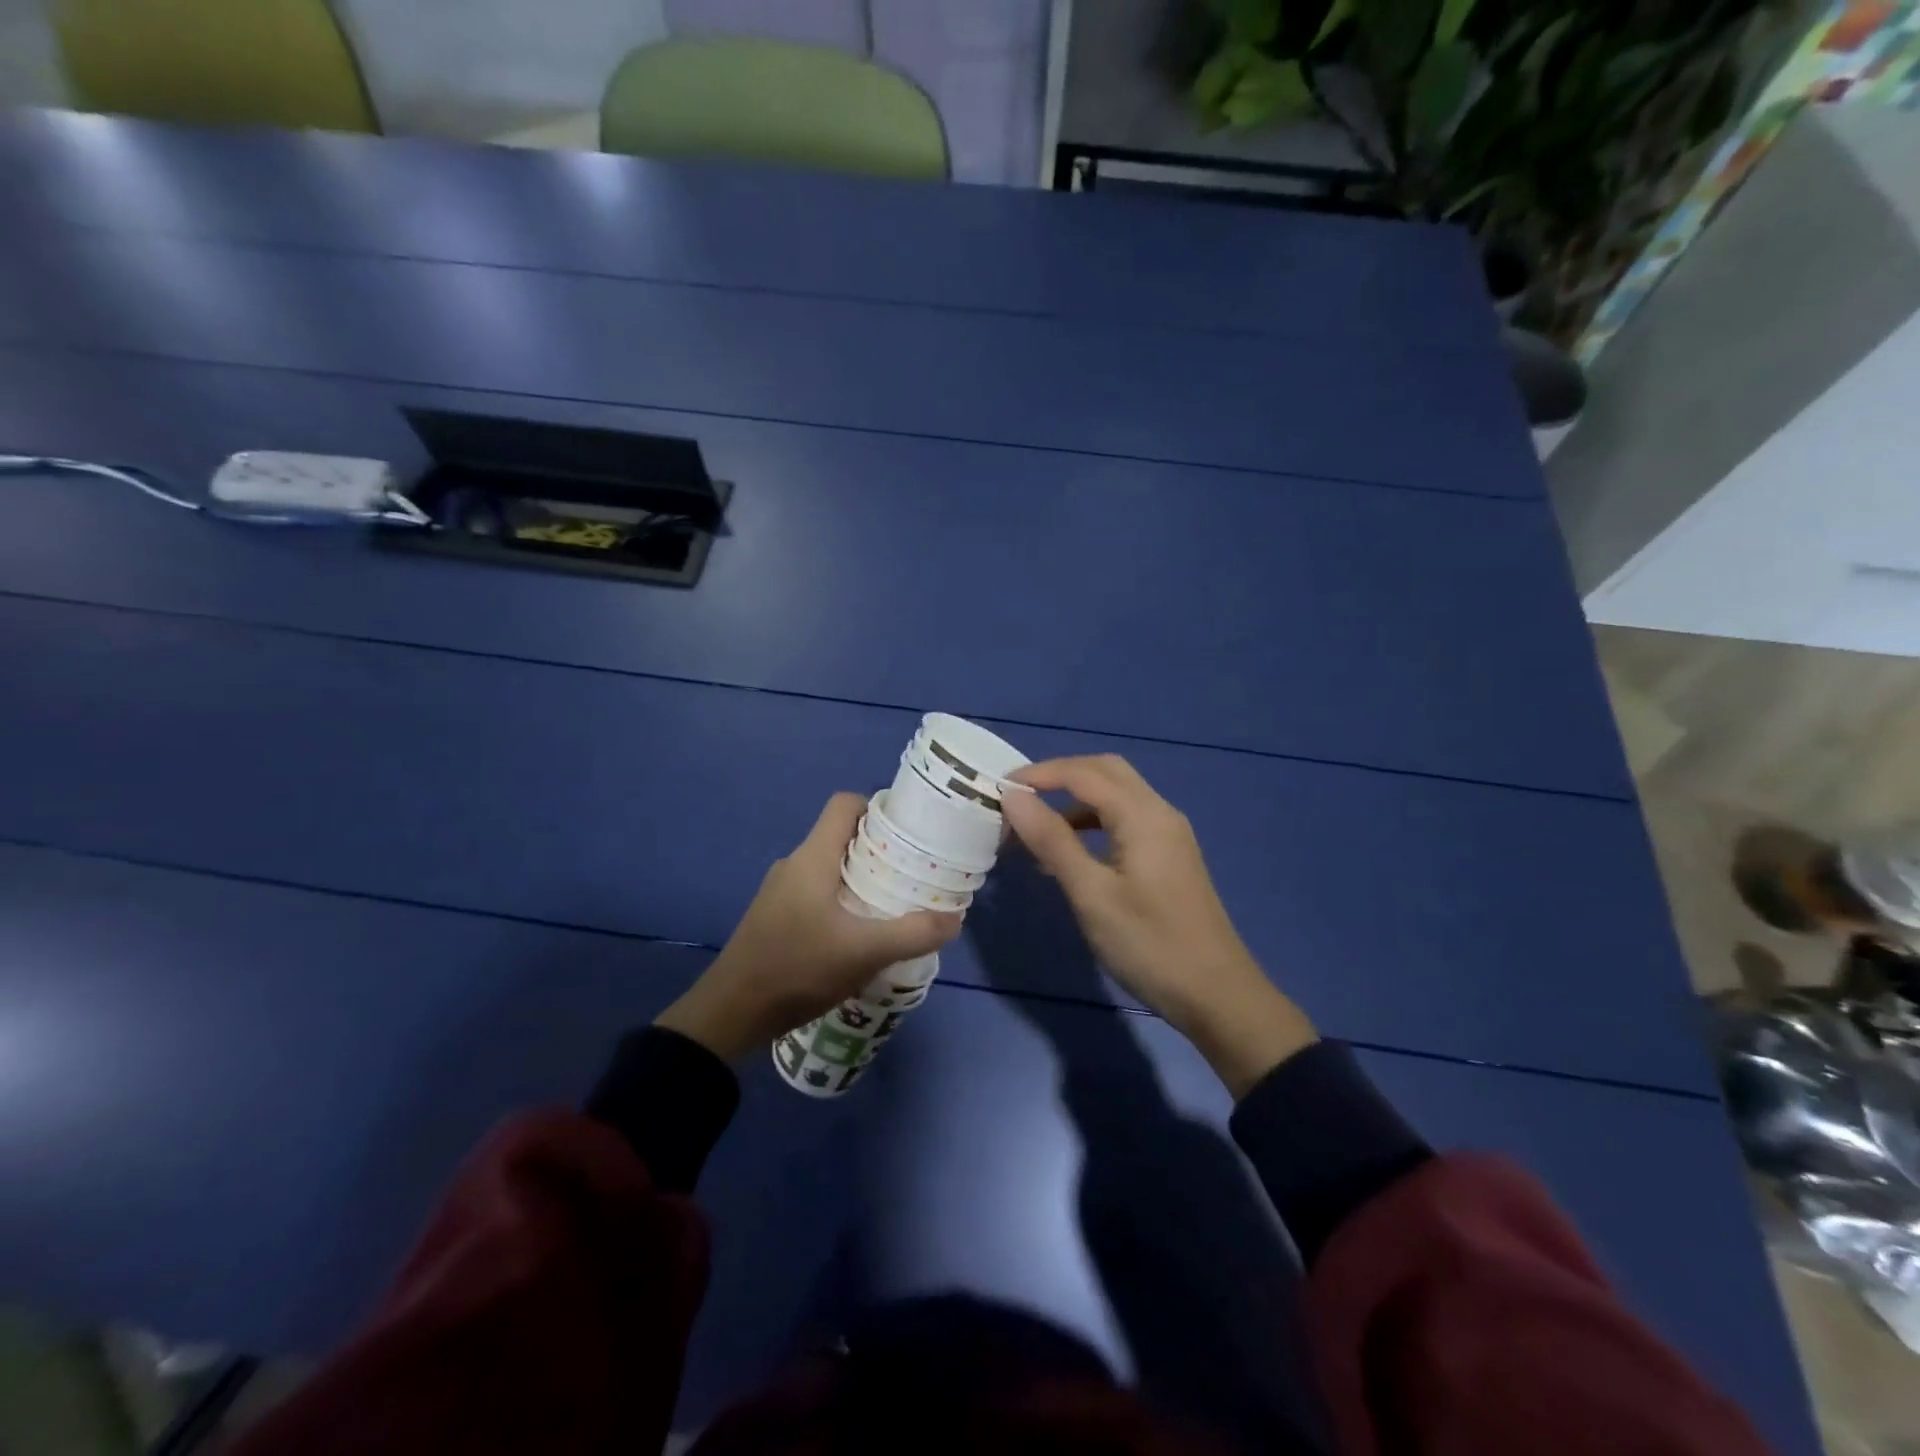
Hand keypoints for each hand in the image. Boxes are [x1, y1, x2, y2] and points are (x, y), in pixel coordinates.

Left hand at [655, 794, 961, 1061]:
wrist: (730, 1013)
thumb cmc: (797, 968)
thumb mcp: (863, 952)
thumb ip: (912, 933)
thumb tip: (956, 918)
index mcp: (812, 857)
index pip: (844, 805)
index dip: (878, 808)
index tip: (909, 832)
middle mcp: (795, 865)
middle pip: (842, 837)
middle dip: (880, 849)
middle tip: (913, 873)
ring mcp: (781, 892)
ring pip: (831, 868)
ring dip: (863, 879)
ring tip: (894, 904)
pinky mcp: (776, 917)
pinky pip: (817, 893)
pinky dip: (843, 902)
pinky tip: (860, 935)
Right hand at [1002, 755, 1315, 1097]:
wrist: (1217, 995)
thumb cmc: (1149, 945)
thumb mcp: (1091, 894)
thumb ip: (1052, 840)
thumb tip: (1014, 796)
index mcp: (1143, 815)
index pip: (1084, 773)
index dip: (1040, 774)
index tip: (1000, 789)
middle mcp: (1160, 813)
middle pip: (1105, 772)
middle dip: (1059, 776)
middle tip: (1020, 799)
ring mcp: (1169, 835)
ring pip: (1116, 796)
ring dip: (1075, 801)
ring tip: (1036, 829)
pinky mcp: (1170, 857)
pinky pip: (1126, 821)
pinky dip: (1093, 824)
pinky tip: (1069, 856)